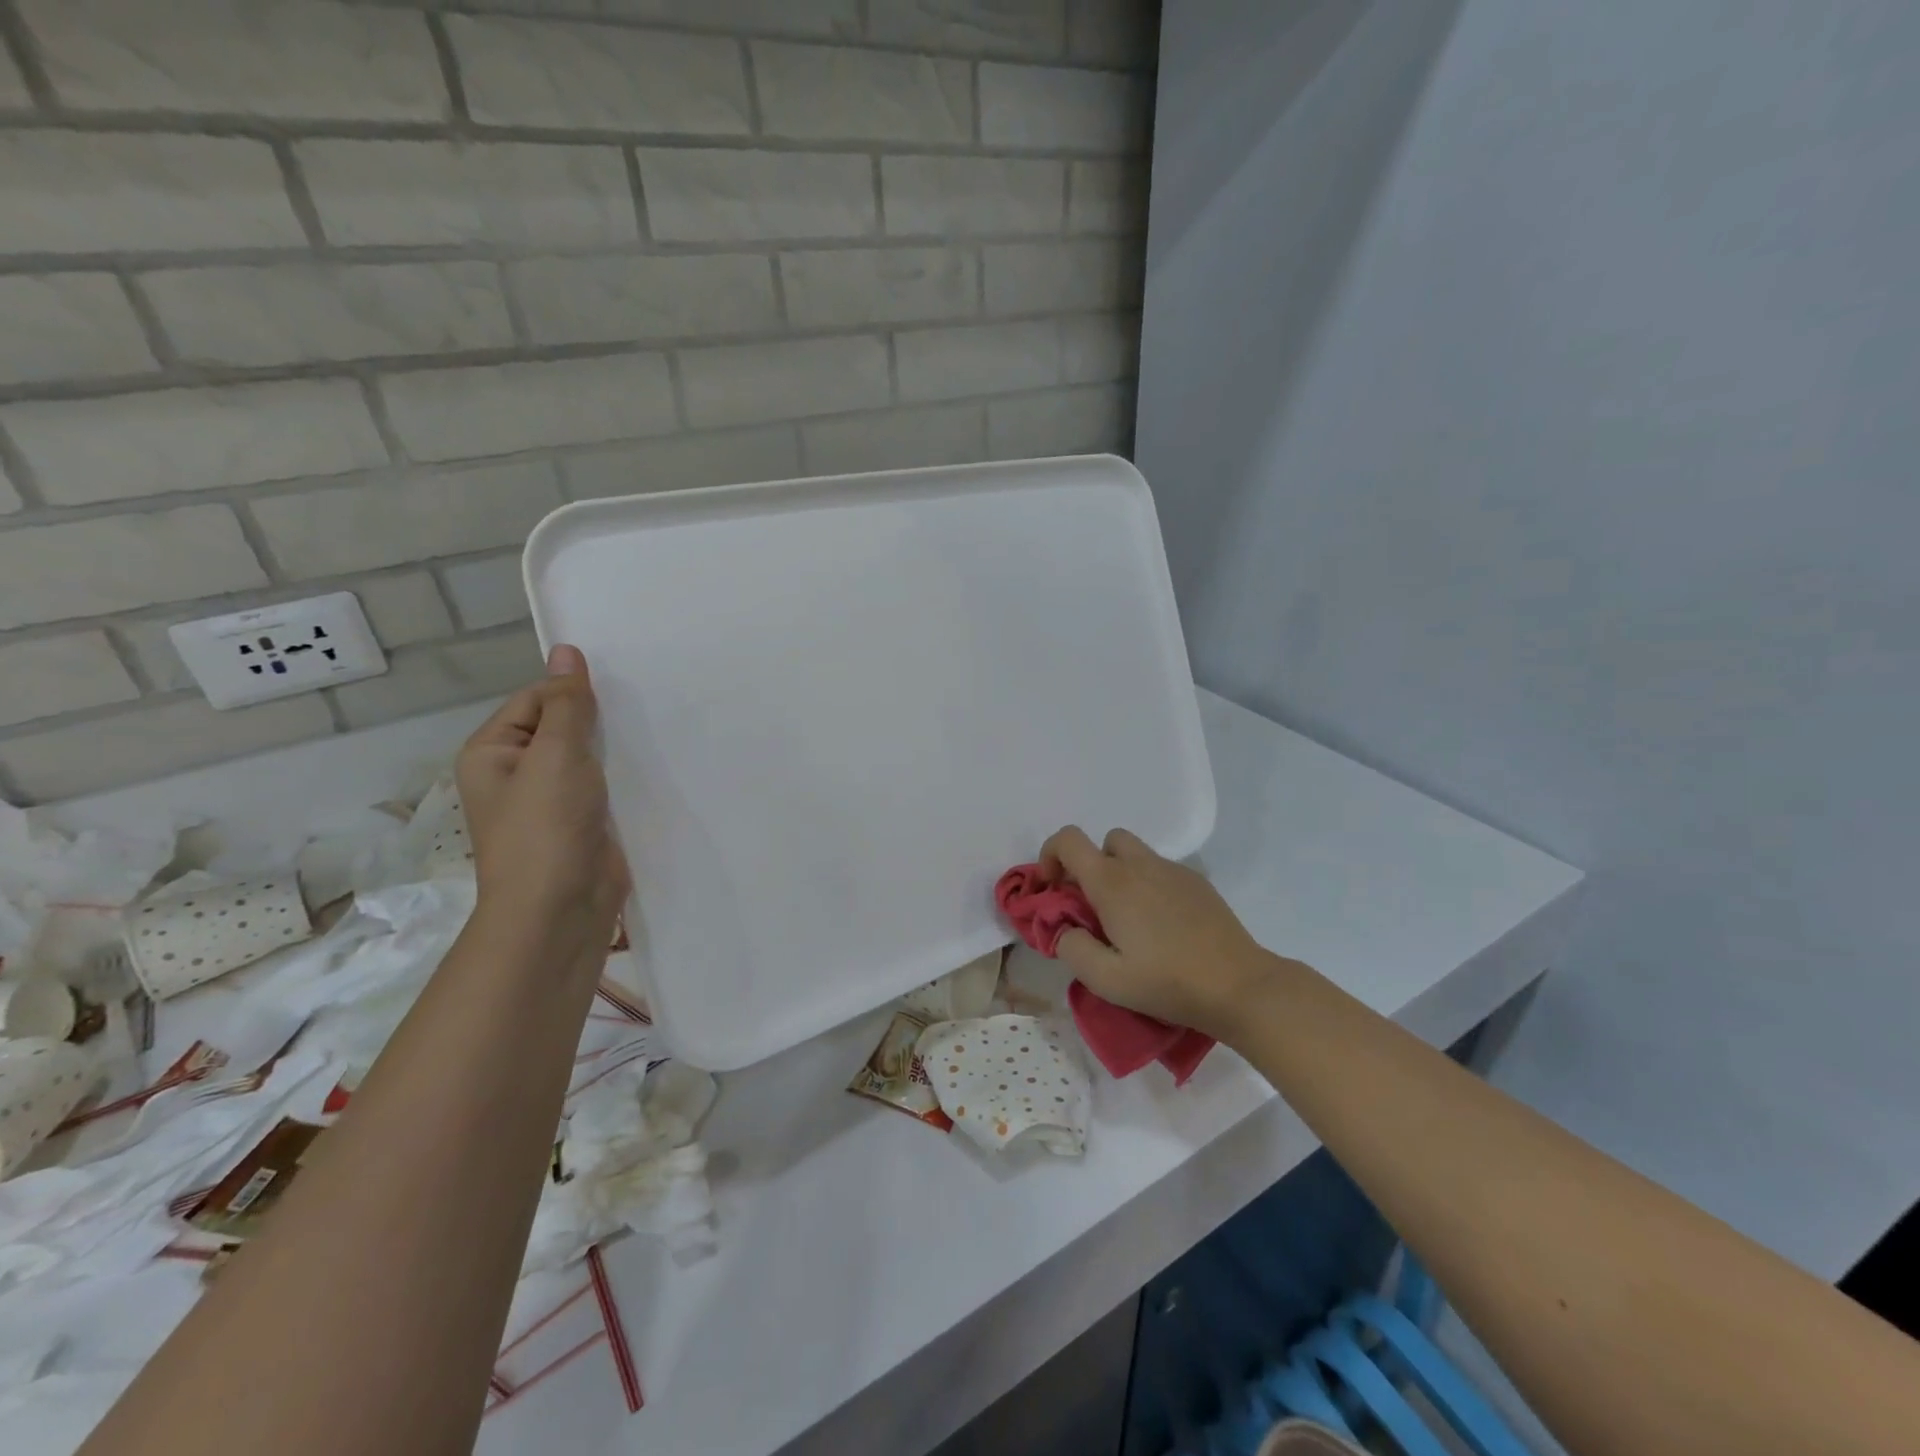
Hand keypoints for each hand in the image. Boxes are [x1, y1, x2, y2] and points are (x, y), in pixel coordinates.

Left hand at [456, 645, 628, 957]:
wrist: (562, 909)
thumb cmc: (546, 827)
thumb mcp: (556, 755)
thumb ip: (567, 704)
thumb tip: (565, 648)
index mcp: (493, 753)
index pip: (536, 699)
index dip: (572, 691)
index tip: (619, 690)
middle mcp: (518, 773)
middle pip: (562, 726)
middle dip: (599, 719)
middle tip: (645, 703)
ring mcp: (552, 801)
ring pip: (587, 757)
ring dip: (615, 747)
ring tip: (656, 729)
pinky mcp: (584, 822)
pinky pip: (604, 785)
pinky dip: (625, 775)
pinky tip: (655, 765)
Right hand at [1039, 825, 1273, 1038]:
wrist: (1239, 986)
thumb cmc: (1167, 982)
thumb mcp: (1106, 980)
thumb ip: (1071, 948)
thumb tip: (1064, 929)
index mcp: (1112, 882)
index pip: (1068, 840)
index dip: (1050, 856)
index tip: (1053, 891)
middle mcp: (1141, 865)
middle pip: (1104, 841)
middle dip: (1090, 866)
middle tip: (1092, 906)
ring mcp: (1174, 871)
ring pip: (1135, 855)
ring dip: (1120, 876)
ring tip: (1128, 921)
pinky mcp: (1198, 883)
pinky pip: (1161, 871)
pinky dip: (1149, 887)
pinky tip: (1162, 928)